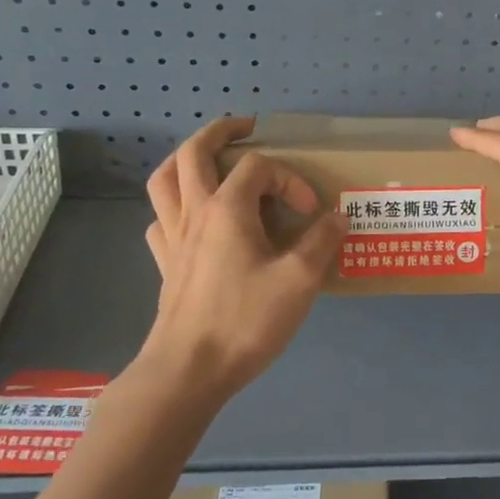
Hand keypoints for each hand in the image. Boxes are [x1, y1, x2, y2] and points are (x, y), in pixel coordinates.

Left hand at [138, 117, 342, 400]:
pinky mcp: (165, 263)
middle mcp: (194, 212)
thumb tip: (338, 216)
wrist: (189, 370)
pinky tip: (192, 220)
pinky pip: (160, 219)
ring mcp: (172, 237)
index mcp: (227, 208)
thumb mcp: (299, 280)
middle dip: (221, 132)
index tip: (312, 213)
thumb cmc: (245, 320)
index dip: (291, 179)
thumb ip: (322, 242)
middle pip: (194, 152)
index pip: (259, 167)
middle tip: (246, 128)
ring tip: (208, 160)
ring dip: (185, 160)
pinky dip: (174, 207)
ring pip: (165, 180)